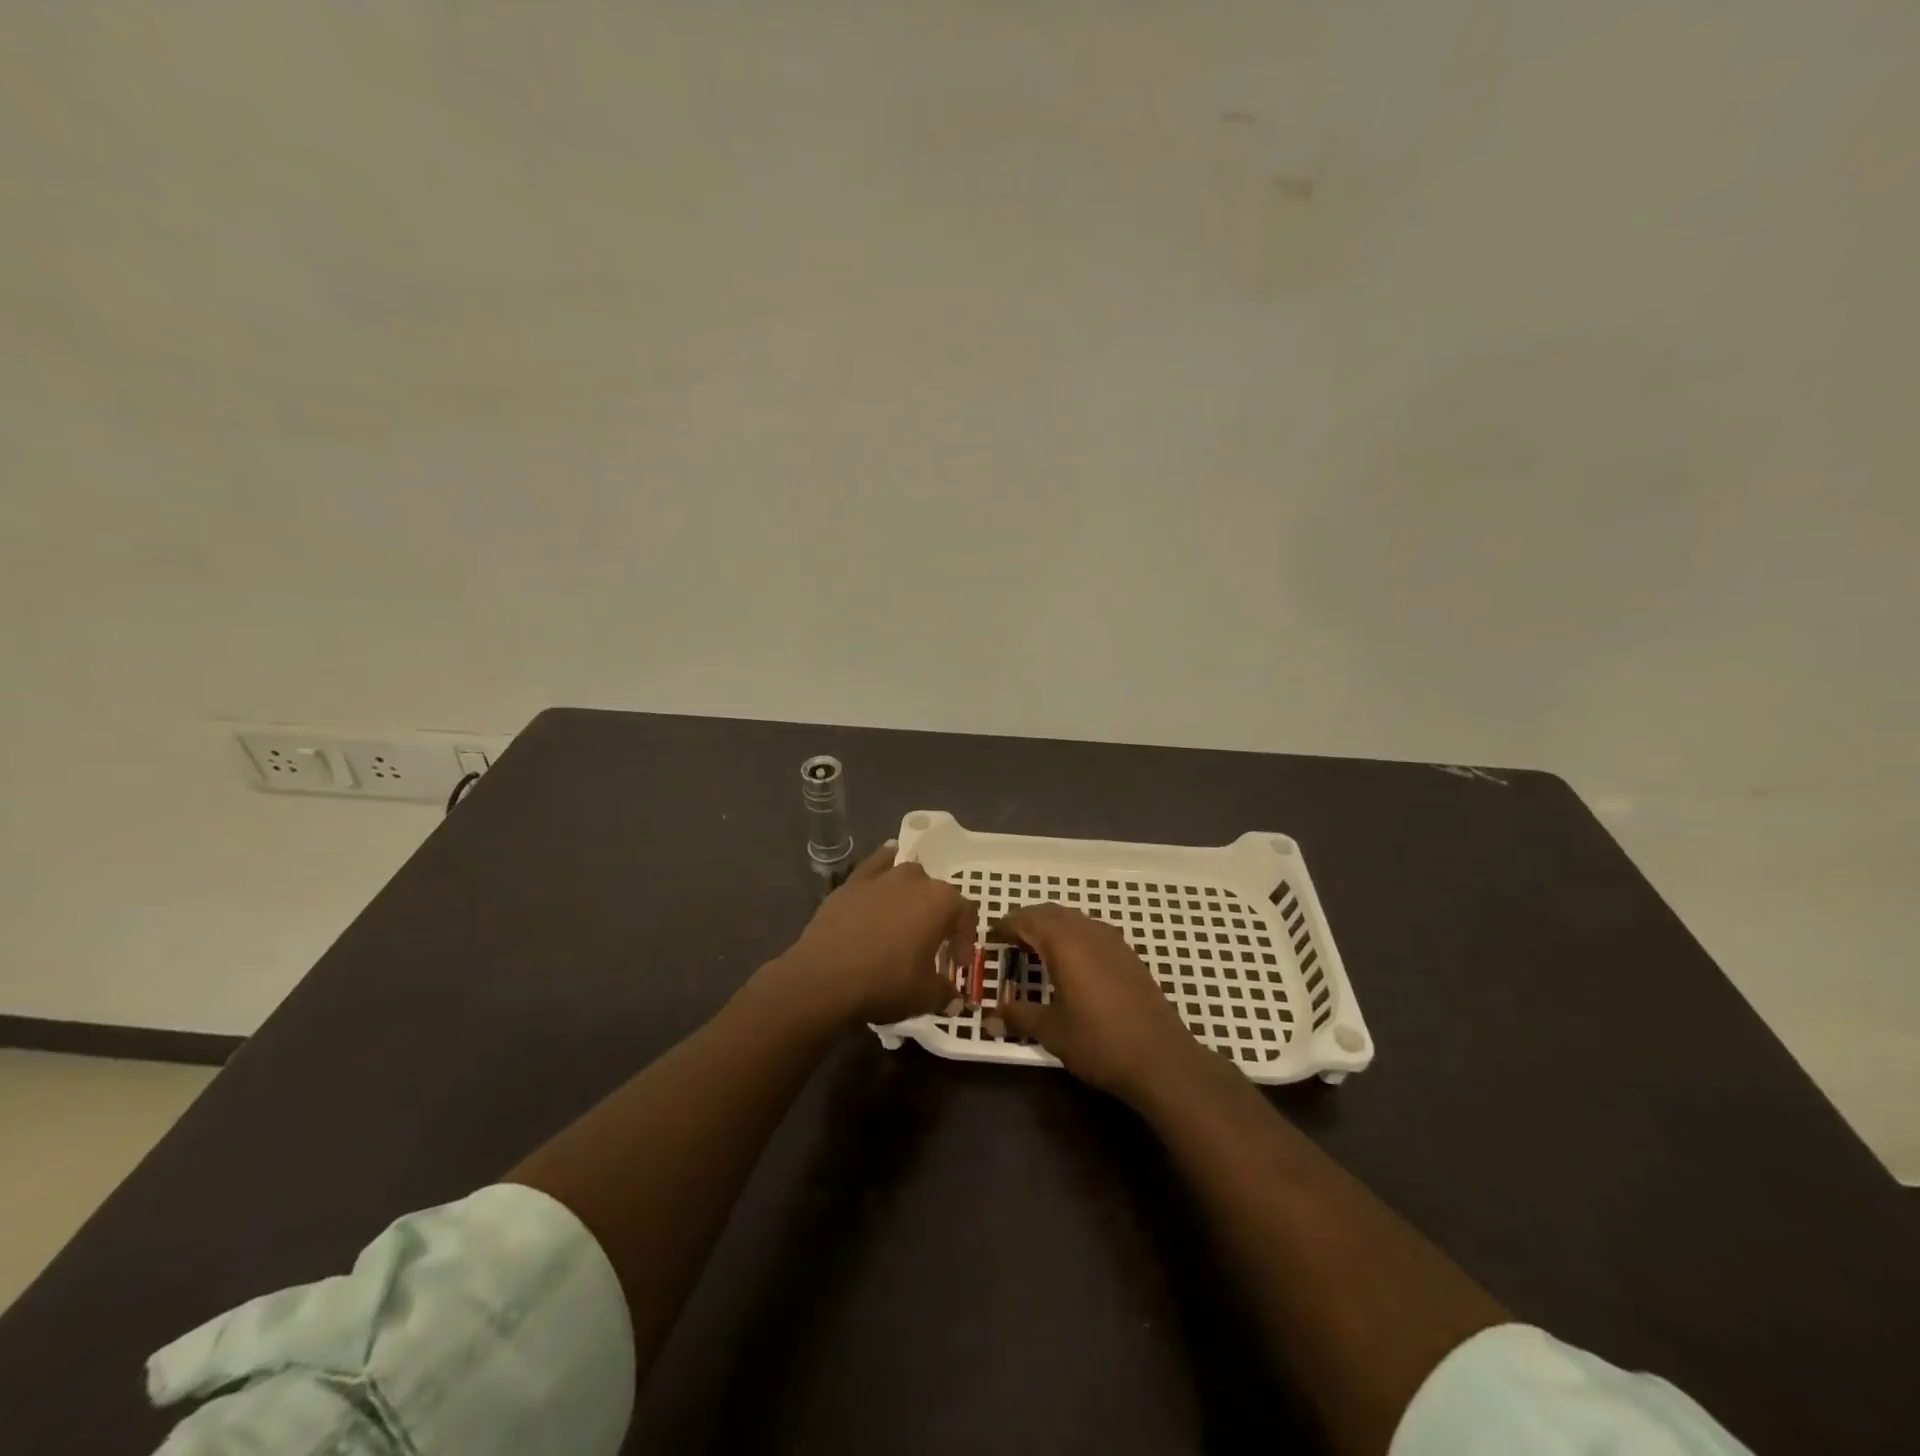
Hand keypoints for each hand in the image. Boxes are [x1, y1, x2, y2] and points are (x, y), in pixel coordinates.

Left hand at [777, 842, 976, 1024]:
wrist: (824, 977)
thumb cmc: (884, 982)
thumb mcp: (925, 996)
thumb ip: (945, 993)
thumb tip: (952, 998)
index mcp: (940, 901)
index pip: (965, 914)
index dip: (964, 941)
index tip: (956, 966)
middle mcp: (915, 880)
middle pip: (937, 894)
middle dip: (939, 919)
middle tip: (931, 948)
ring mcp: (882, 877)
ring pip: (908, 876)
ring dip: (913, 895)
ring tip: (906, 918)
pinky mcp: (852, 882)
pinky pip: (876, 864)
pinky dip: (884, 863)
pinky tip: (887, 862)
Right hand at [995, 904, 1200, 1101]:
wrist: (1161, 1058)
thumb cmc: (1098, 1041)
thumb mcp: (1051, 1031)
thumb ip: (1019, 1016)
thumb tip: (990, 1016)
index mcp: (1064, 941)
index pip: (1026, 920)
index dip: (1005, 926)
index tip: (990, 937)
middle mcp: (1087, 931)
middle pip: (1050, 913)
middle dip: (1026, 922)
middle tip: (1008, 941)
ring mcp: (1112, 940)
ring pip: (1073, 920)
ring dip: (1051, 928)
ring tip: (1035, 951)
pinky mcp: (1128, 955)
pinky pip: (1091, 932)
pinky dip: (1072, 938)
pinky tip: (1070, 963)